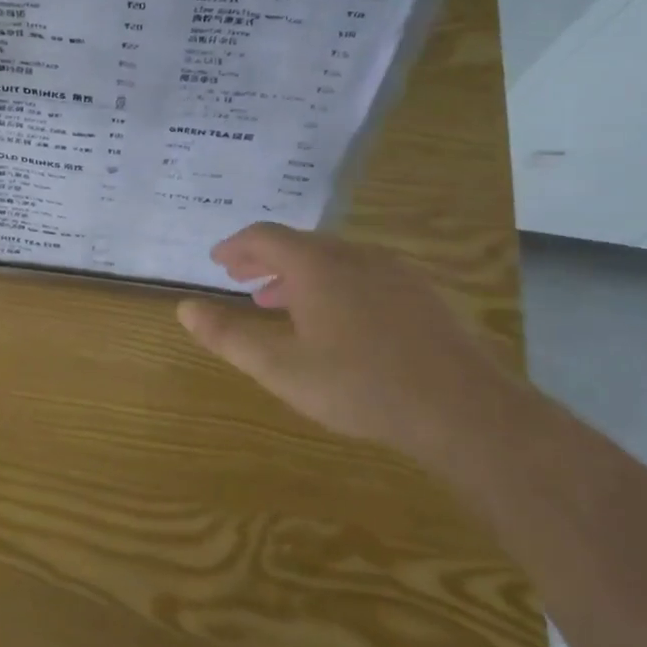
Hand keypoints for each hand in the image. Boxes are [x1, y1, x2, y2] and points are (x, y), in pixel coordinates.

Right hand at [175, 222, 518, 454]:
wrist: (462, 410)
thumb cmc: (359, 385)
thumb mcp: (280, 367)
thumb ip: (228, 335)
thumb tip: (184, 307)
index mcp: (316, 264)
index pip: (264, 236)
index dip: (235, 246)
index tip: (217, 261)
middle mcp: (354, 255)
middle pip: (299, 244)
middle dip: (264, 261)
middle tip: (241, 280)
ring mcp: (393, 272)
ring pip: (333, 260)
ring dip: (298, 275)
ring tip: (279, 303)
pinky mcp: (420, 294)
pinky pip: (362, 275)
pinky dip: (332, 286)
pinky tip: (335, 322)